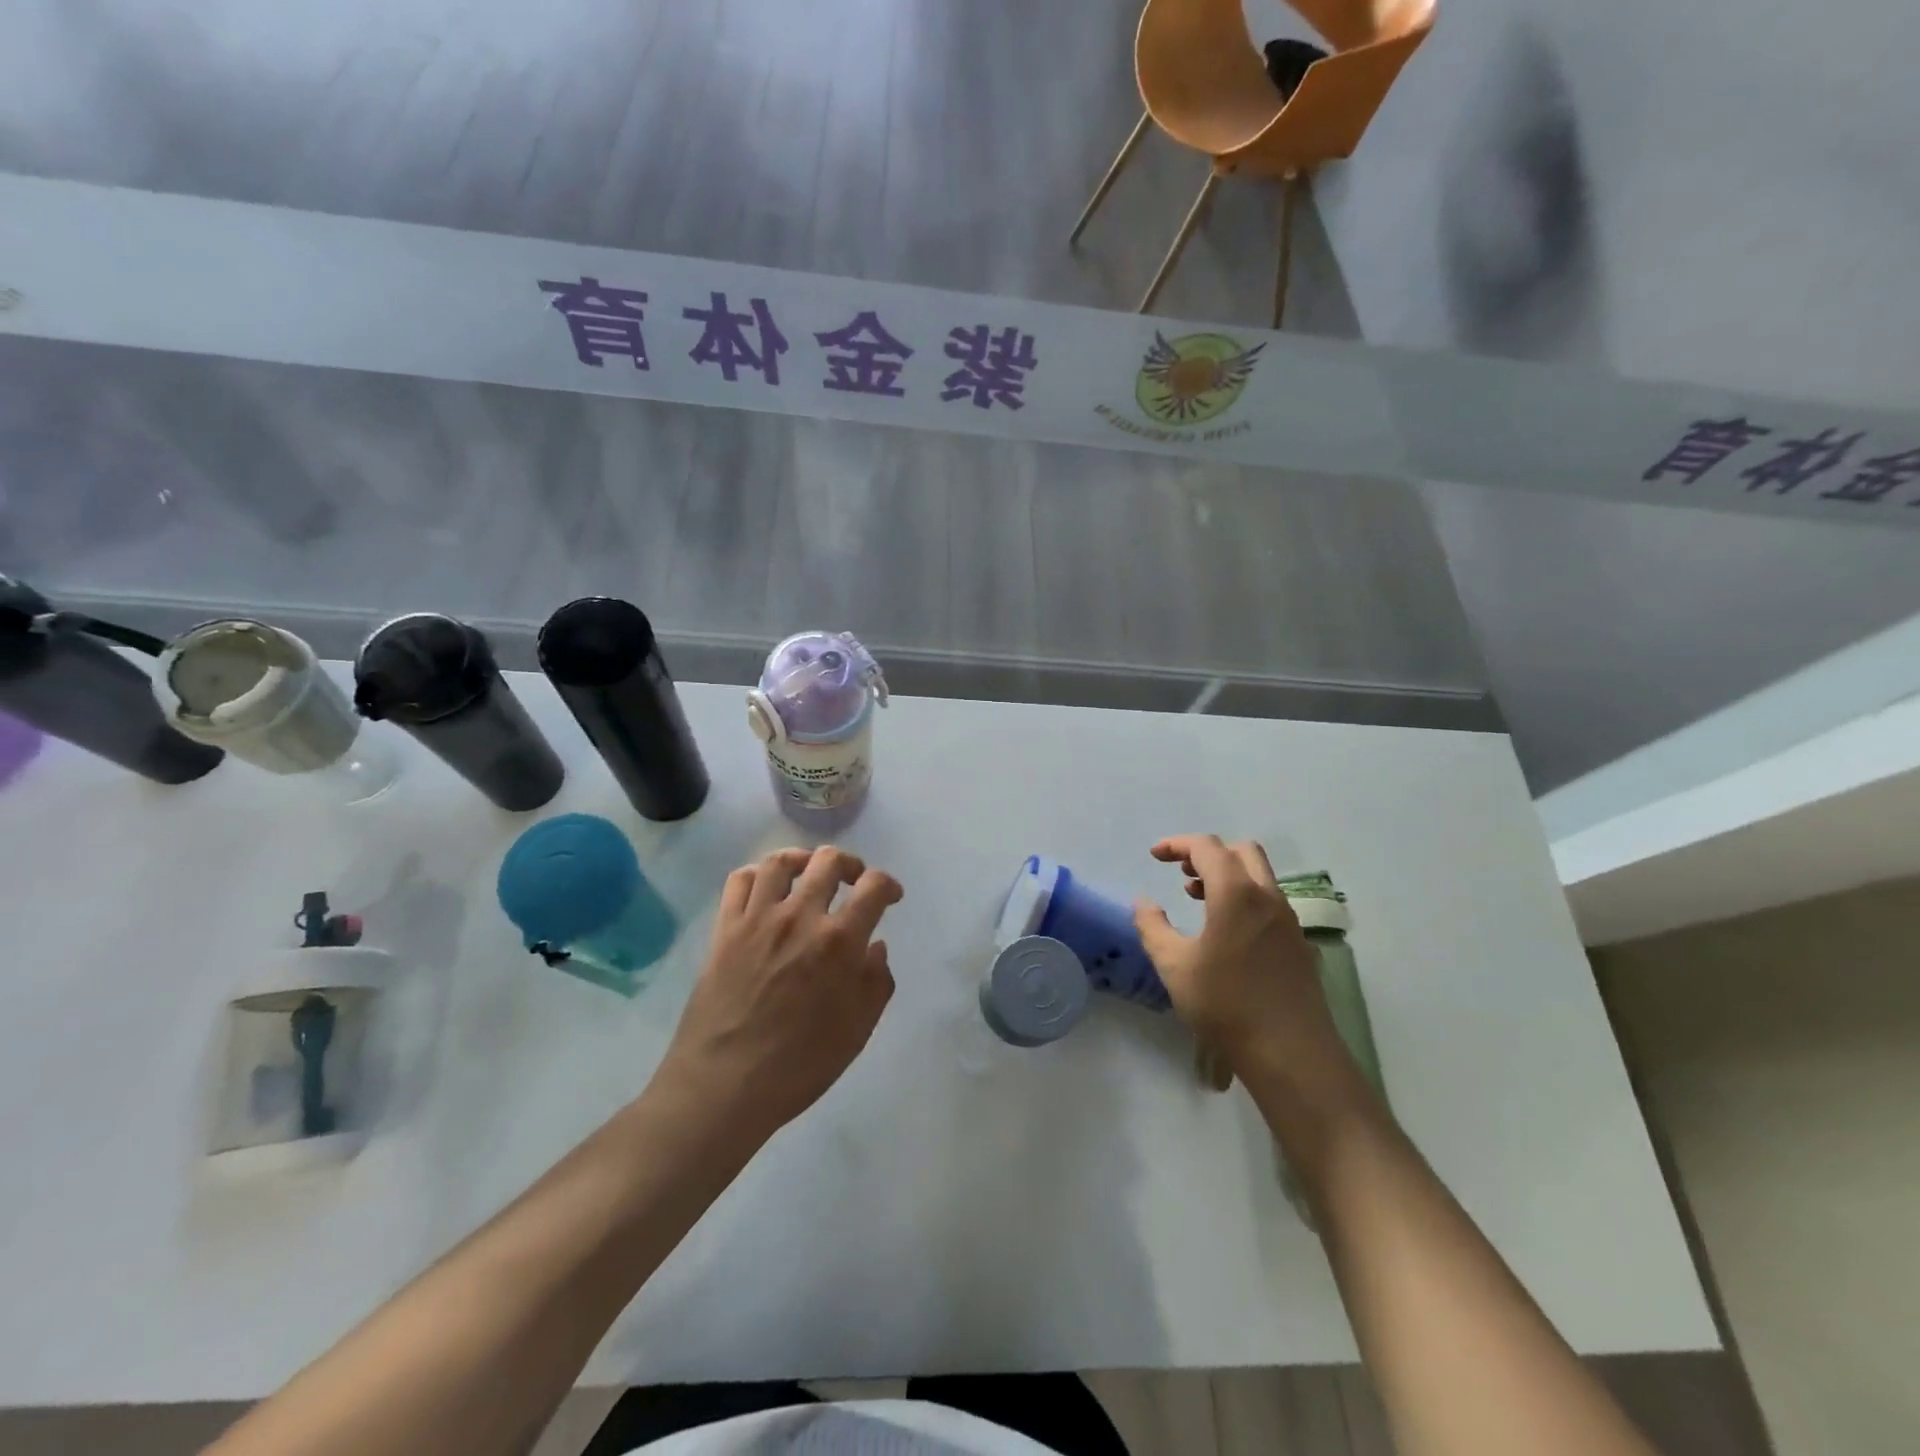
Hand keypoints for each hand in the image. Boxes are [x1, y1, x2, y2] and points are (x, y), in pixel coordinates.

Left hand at [662, 847, 902, 1144]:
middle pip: (828, 861)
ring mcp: (757, 919)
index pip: (873, 886)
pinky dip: (758, 874)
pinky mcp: (724, 929)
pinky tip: (768, 888)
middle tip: (853, 881)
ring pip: (781, 861)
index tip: (890, 896)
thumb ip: (876, 982)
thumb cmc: (798, 1066)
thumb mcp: (857, 1031)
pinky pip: (740, 881)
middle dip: (850, 864)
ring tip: (810, 873)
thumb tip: (875, 947)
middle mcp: (799, 917)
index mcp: (839, 941)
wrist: (723, 1086)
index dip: (888, 884)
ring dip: (804, 859)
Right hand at [1133, 835, 1356, 1100]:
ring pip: (1259, 876)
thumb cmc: (1225, 1004)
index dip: (1178, 844)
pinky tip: (1226, 931)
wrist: (1290, 1053)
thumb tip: (1143, 902)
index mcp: (1236, 894)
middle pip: (1241, 851)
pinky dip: (1244, 897)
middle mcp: (1268, 897)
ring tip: (1196, 898)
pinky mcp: (1299, 943)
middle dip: (1207, 853)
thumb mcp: (1174, 966)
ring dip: (1227, 875)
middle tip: (1181, 873)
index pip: (1207, 847)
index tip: (1155, 856)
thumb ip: (1152, 927)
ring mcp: (1288, 920)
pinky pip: (1269, 901)